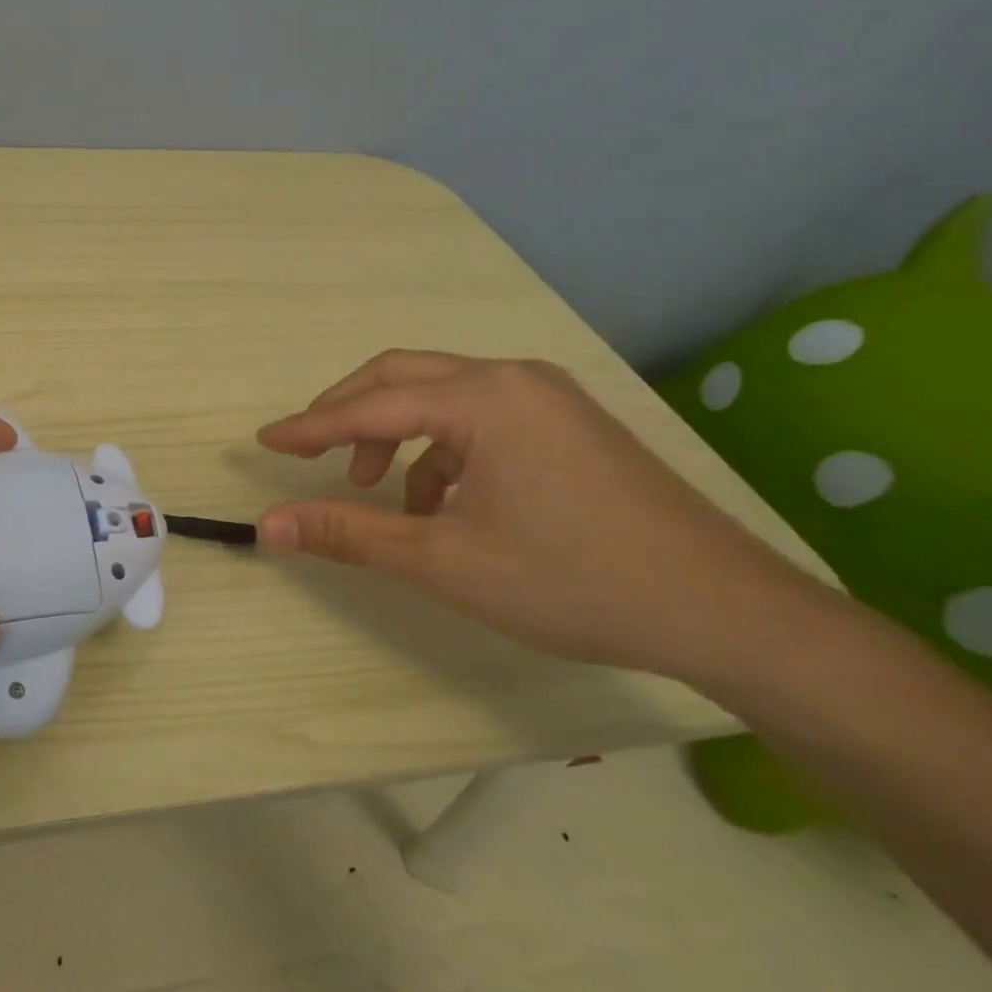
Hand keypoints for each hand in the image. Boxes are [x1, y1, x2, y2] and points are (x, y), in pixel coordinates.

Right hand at [255, 351, 816, 680]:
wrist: (728, 614)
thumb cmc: (572, 580)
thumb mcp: (442, 559)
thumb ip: (348, 532)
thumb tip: (268, 525)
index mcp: (483, 399)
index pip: (369, 406)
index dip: (309, 427)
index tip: (264, 441)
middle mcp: (513, 379)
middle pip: (402, 377)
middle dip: (347, 413)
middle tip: (310, 452)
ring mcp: (548, 398)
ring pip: (441, 397)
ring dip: (395, 435)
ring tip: (381, 492)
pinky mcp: (568, 424)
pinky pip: (480, 418)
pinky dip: (440, 450)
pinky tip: (441, 503)